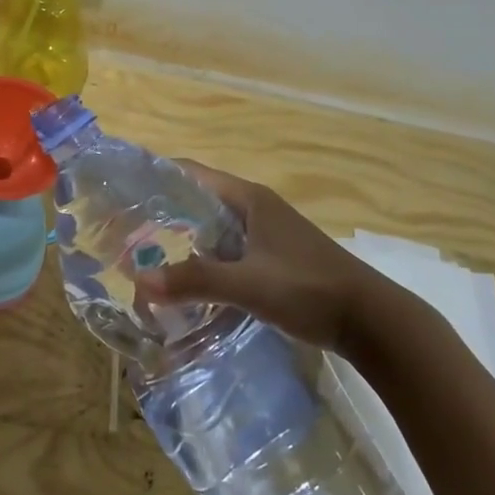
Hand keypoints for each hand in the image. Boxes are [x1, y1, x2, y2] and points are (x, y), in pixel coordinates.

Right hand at [135, 161, 379, 354]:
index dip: (157, 177)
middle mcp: (256, 209)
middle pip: (200, 202)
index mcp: (249, 199)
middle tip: (126, 231)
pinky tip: (188, 286)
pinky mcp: (274, 261)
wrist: (372, 321)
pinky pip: (229, 254)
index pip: (192, 174)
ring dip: (184, 242)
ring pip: (214, 231)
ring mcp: (267, 235)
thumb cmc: (309, 289)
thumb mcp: (248, 284)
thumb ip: (195, 281)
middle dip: (164, 215)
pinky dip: (206, 263)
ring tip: (146, 259)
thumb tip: (140, 282)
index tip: (122, 190)